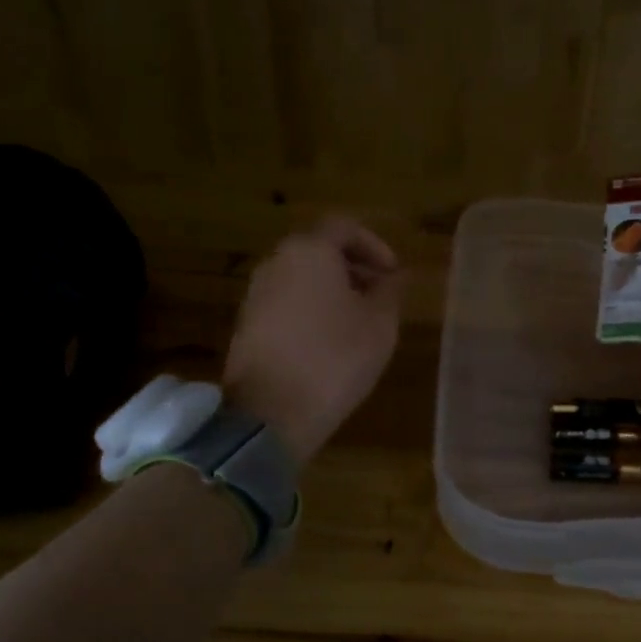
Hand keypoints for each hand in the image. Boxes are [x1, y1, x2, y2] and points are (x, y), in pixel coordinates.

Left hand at [223, 218, 403, 463]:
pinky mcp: (247, 325)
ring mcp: (256, 294)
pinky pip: (286, 302)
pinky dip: (311, 309)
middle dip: (353, 268)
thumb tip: (393, 277)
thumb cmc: (334, 359)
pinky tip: (330, 342)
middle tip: (380, 295)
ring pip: (301, 277)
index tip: (393, 273)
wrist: (270, 414)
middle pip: (319, 250)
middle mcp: (276, 263)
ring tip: (359, 322)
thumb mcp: (379, 324)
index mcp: (309, 251)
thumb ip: (390, 291)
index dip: (374, 245)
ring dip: (332, 290)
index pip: (344, 227)